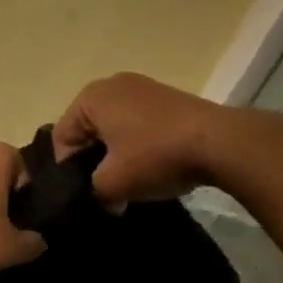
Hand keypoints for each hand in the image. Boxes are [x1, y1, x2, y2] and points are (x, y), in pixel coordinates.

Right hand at [53, 72, 229, 204]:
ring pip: (114, 129)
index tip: (84, 195)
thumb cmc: (156, 156)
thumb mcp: (113, 184)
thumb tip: (101, 198)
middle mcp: (112, 84)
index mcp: (90, 97)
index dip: (68, 171)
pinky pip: (138, 124)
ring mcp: (142, 88)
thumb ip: (92, 192)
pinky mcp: (167, 98)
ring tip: (131, 183)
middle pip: (88, 131)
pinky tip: (153, 167)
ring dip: (116, 156)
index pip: (62, 138)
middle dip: (93, 163)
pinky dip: (138, 146)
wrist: (220, 142)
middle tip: (106, 192)